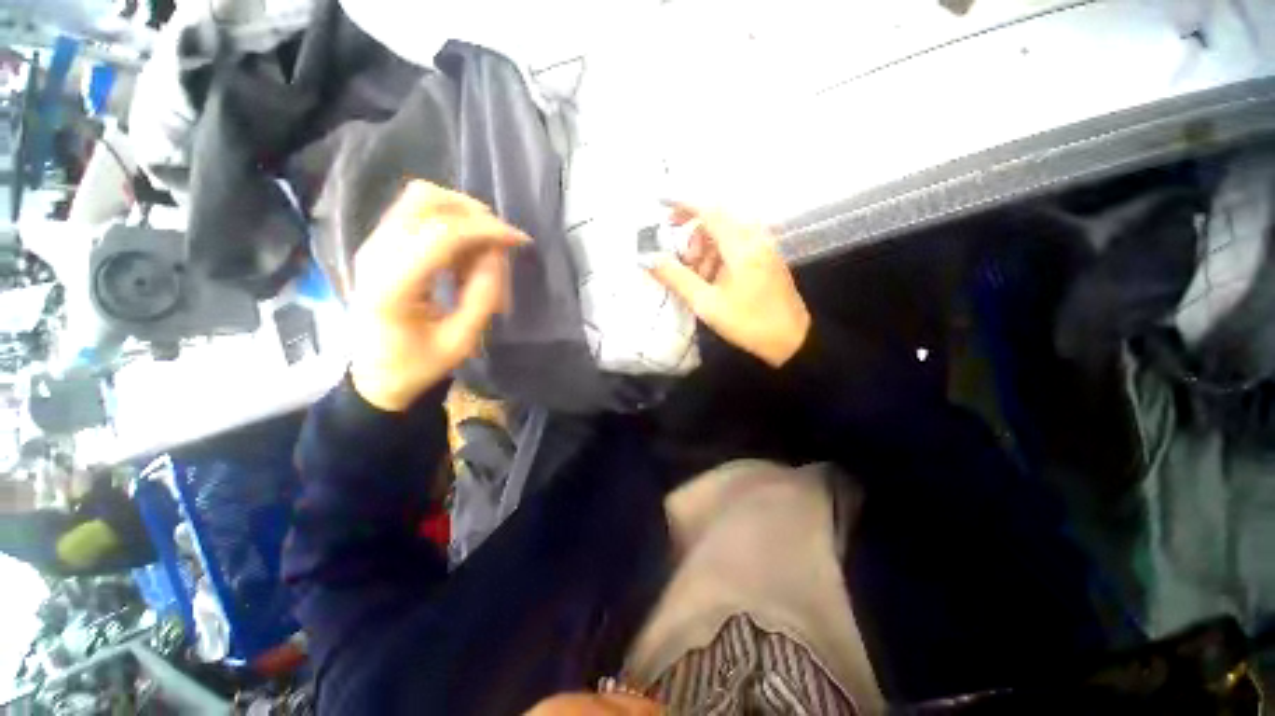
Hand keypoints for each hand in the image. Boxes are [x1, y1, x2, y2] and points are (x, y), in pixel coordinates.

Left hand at [349, 181, 529, 411]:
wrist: (376, 375)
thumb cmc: (418, 365)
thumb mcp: (461, 341)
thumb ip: (483, 296)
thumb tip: (497, 255)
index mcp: (393, 285)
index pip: (442, 233)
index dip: (486, 230)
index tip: (520, 241)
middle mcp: (376, 254)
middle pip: (426, 200)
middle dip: (474, 215)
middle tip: (500, 244)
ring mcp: (373, 245)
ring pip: (421, 200)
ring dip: (462, 218)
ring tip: (482, 254)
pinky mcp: (379, 245)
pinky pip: (418, 215)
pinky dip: (450, 226)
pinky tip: (463, 257)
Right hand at [648, 206, 810, 366]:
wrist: (791, 340)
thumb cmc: (748, 323)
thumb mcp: (707, 304)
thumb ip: (677, 278)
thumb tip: (648, 259)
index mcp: (741, 246)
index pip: (708, 211)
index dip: (681, 203)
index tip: (659, 202)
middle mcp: (755, 238)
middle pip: (716, 220)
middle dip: (693, 235)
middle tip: (682, 261)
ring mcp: (764, 247)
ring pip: (726, 234)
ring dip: (706, 249)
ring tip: (698, 278)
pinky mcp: (767, 257)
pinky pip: (737, 244)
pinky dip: (719, 255)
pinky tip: (714, 279)